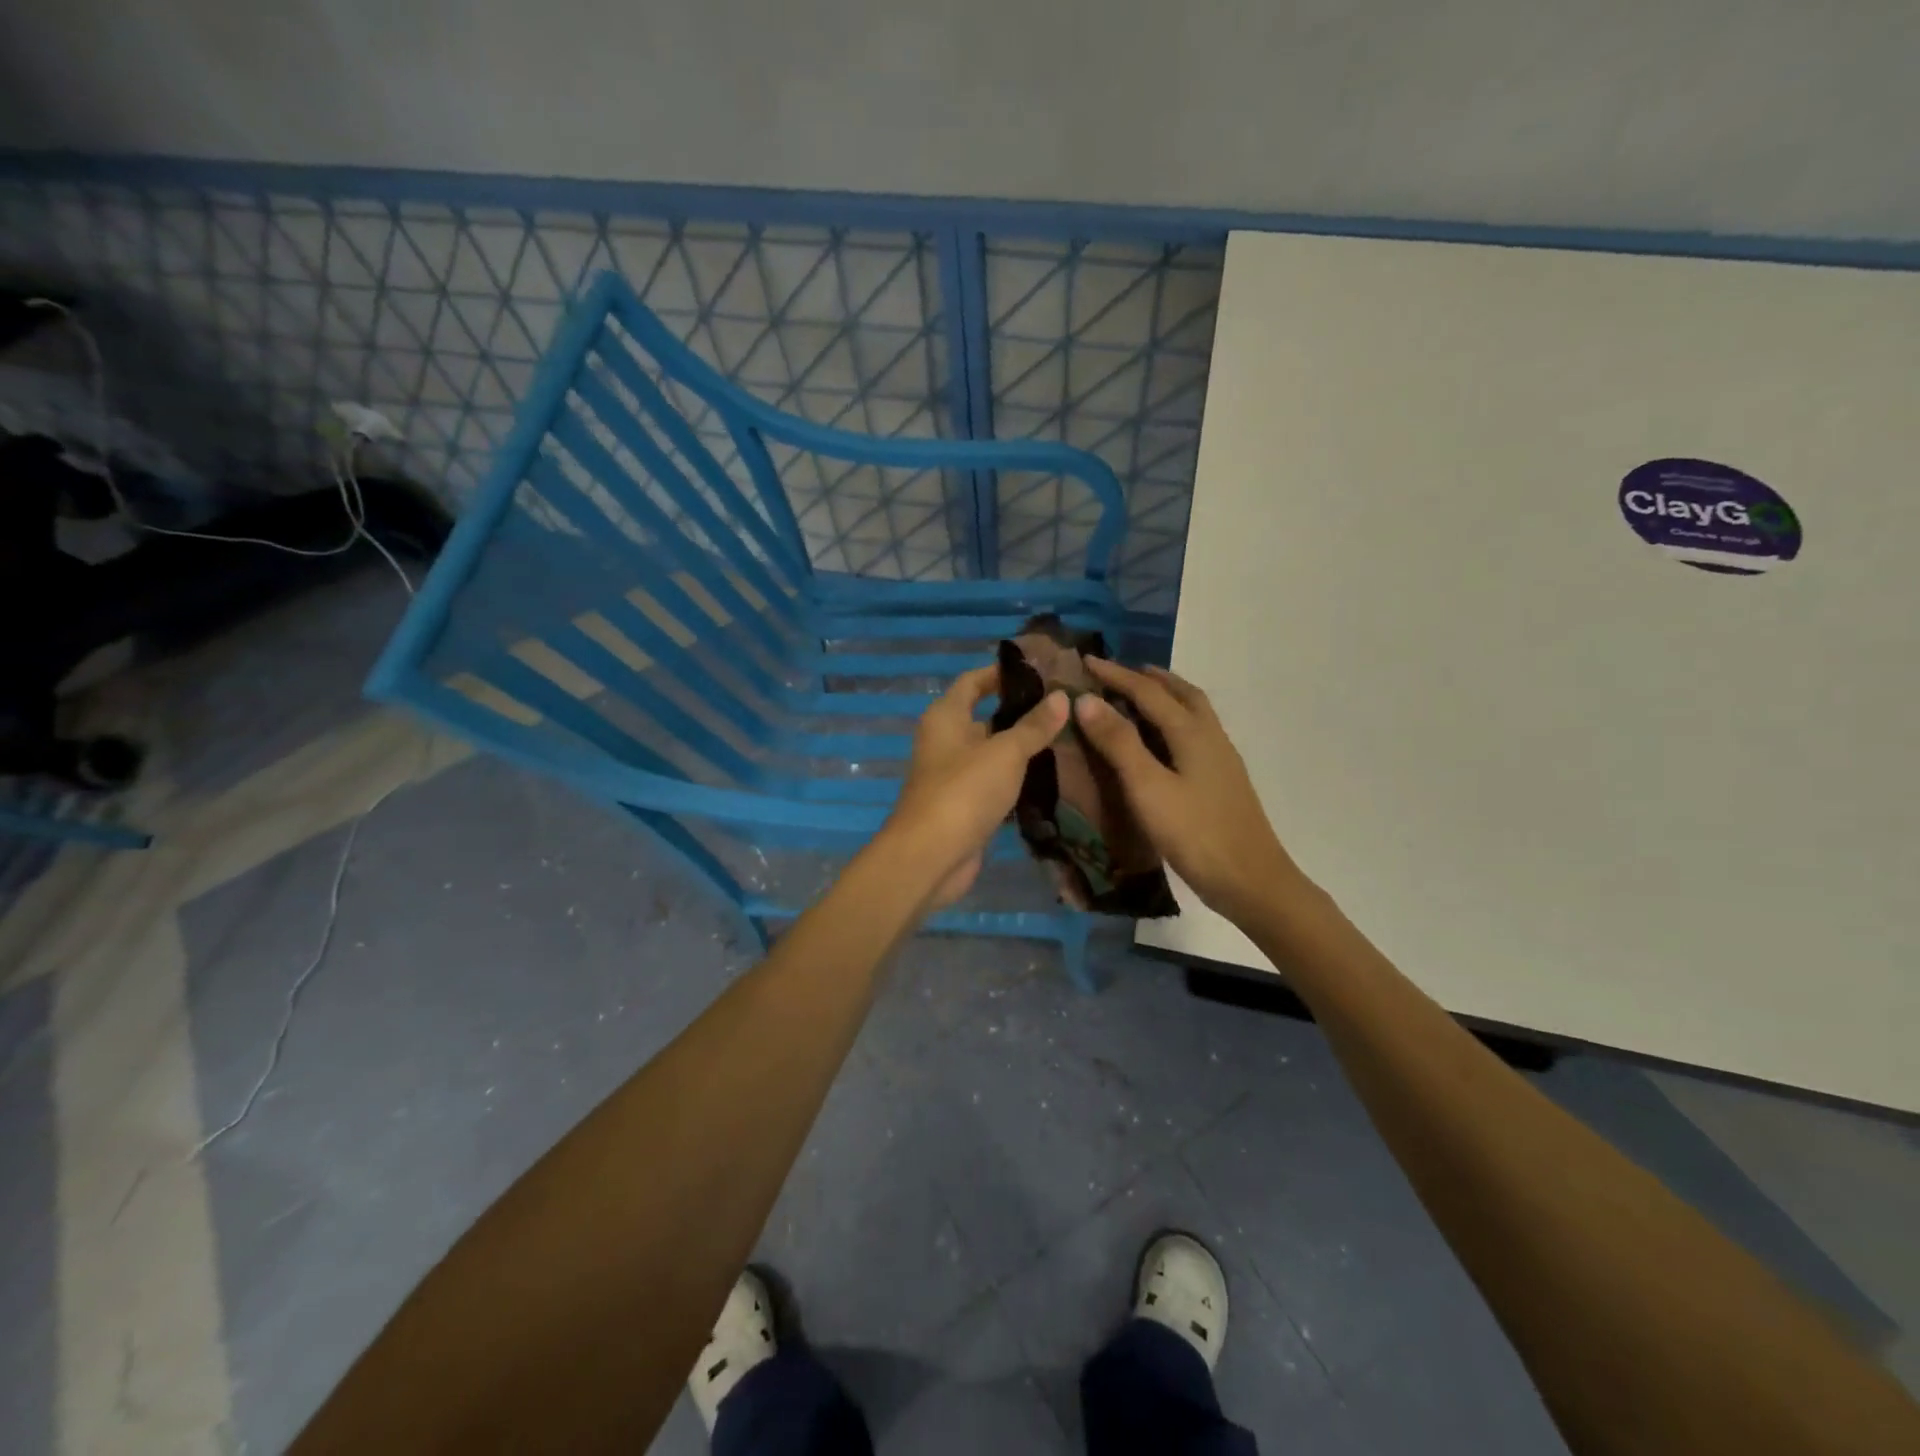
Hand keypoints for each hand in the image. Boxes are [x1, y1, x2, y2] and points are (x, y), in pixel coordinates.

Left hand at [881, 665, 1068, 909]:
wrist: (931, 856)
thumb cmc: (964, 791)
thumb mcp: (1005, 752)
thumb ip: (1034, 726)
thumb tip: (1061, 697)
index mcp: (945, 717)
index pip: (973, 681)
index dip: (1002, 673)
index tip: (1040, 670)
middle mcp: (946, 741)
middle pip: (985, 716)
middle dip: (1021, 712)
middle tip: (1065, 708)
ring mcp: (954, 775)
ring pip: (992, 752)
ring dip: (1022, 747)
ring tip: (1067, 738)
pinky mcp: (965, 806)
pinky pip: (995, 782)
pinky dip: (1017, 779)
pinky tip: (1050, 777)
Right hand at [1073, 660, 1300, 924]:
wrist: (1251, 881)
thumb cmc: (1195, 834)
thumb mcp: (1148, 787)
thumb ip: (1119, 743)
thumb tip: (1086, 700)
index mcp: (1191, 732)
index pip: (1148, 691)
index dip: (1115, 675)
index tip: (1086, 661)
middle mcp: (1210, 736)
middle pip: (1181, 693)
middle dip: (1149, 678)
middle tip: (1119, 672)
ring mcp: (1222, 759)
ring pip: (1193, 712)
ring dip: (1167, 696)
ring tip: (1140, 697)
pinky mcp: (1223, 780)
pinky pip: (1196, 732)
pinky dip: (1175, 720)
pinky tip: (1164, 743)